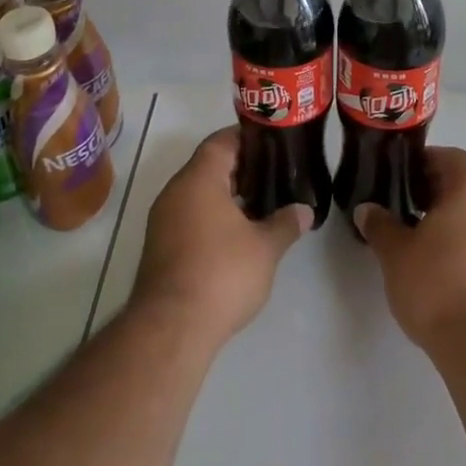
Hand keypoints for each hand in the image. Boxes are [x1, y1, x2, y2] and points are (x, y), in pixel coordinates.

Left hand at [132, 127, 311, 350]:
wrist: (171, 328)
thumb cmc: (221, 274)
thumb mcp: (265, 247)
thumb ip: (286, 223)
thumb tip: (304, 210)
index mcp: (198, 179)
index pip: (221, 141)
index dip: (247, 137)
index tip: (273, 142)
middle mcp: (175, 192)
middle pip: (208, 165)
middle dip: (241, 168)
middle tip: (275, 173)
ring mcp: (163, 220)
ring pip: (198, 193)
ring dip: (226, 195)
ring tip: (262, 203)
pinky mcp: (160, 246)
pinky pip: (189, 216)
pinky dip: (212, 216)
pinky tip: (237, 234)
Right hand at [356, 147, 465, 353]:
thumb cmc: (437, 286)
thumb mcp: (395, 253)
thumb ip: (380, 225)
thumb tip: (367, 209)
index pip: (453, 157)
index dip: (427, 161)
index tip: (402, 177)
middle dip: (437, 193)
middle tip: (406, 209)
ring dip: (454, 221)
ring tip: (423, 243)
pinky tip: (446, 271)